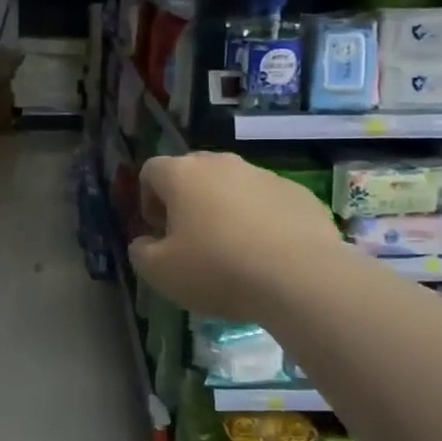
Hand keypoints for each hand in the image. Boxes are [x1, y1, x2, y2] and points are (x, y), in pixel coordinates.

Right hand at [128, 153, 345, 324]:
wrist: (300, 277)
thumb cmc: (217, 269)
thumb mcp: (160, 272)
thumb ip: (141, 252)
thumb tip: (145, 242)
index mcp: (182, 174)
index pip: (151, 170)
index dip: (147, 199)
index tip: (158, 232)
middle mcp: (222, 163)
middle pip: (192, 173)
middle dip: (186, 201)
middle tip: (191, 240)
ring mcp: (263, 175)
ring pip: (232, 186)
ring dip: (224, 210)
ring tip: (233, 251)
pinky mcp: (298, 192)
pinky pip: (267, 201)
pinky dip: (260, 220)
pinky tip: (266, 254)